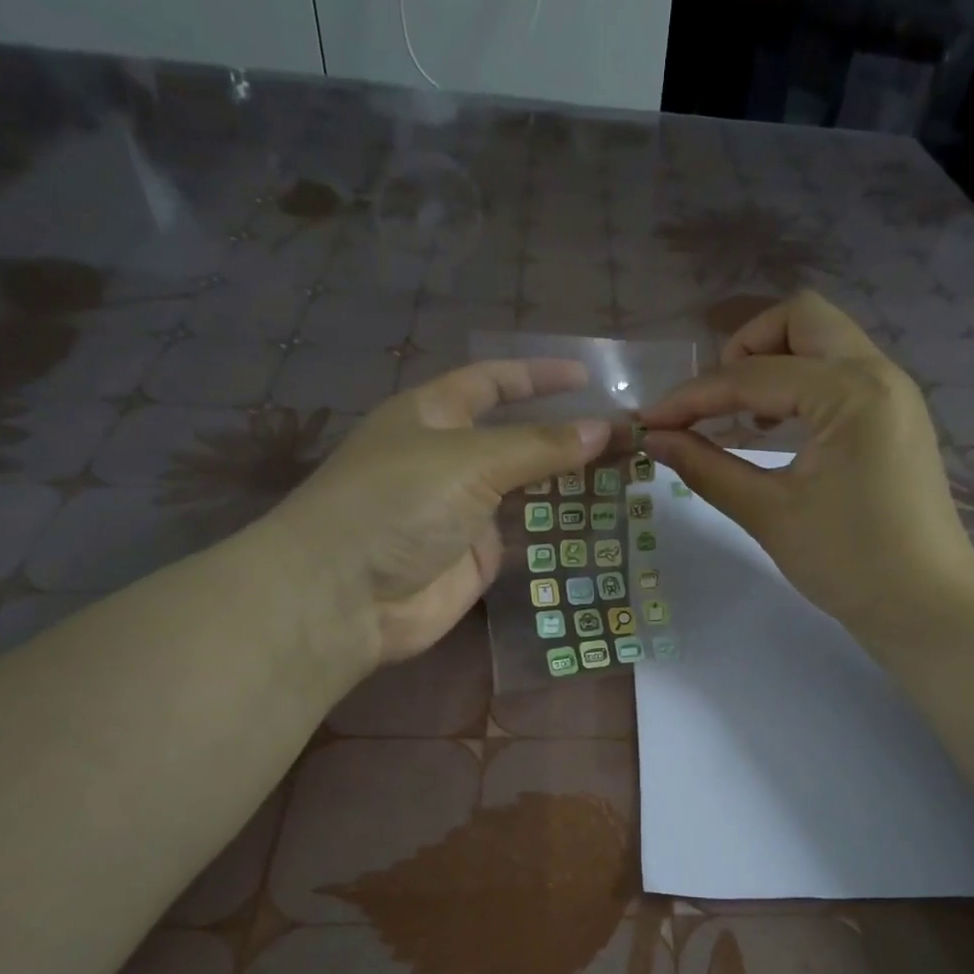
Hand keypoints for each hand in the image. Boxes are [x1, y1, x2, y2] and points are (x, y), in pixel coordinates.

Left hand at [267, 358, 611, 665]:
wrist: (346, 597)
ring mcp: (464, 510)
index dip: (537, 376)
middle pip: (518, 438)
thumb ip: (539, 446)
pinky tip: (601, 520)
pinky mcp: (478, 557)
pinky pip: (527, 535)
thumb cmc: (397, 503)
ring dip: (570, 482)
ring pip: (528, 489)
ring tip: (627, 474)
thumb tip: (603, 429)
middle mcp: (449, 458)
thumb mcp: (469, 460)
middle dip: (566, 434)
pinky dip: (560, 527)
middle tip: (625, 435)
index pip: (492, 382)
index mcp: (432, 415)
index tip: (588, 376)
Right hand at [639, 290, 973, 648]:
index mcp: (850, 392)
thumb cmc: (848, 564)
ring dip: (773, 363)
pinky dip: (799, 385)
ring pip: (823, 341)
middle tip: (712, 403)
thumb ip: (708, 468)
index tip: (649, 421)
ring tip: (738, 418)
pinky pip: (839, 373)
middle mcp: (878, 373)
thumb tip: (656, 440)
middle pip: (799, 319)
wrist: (926, 607)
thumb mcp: (769, 514)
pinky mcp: (894, 416)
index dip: (692, 398)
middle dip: (743, 350)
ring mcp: (893, 392)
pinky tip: (772, 431)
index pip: (753, 376)